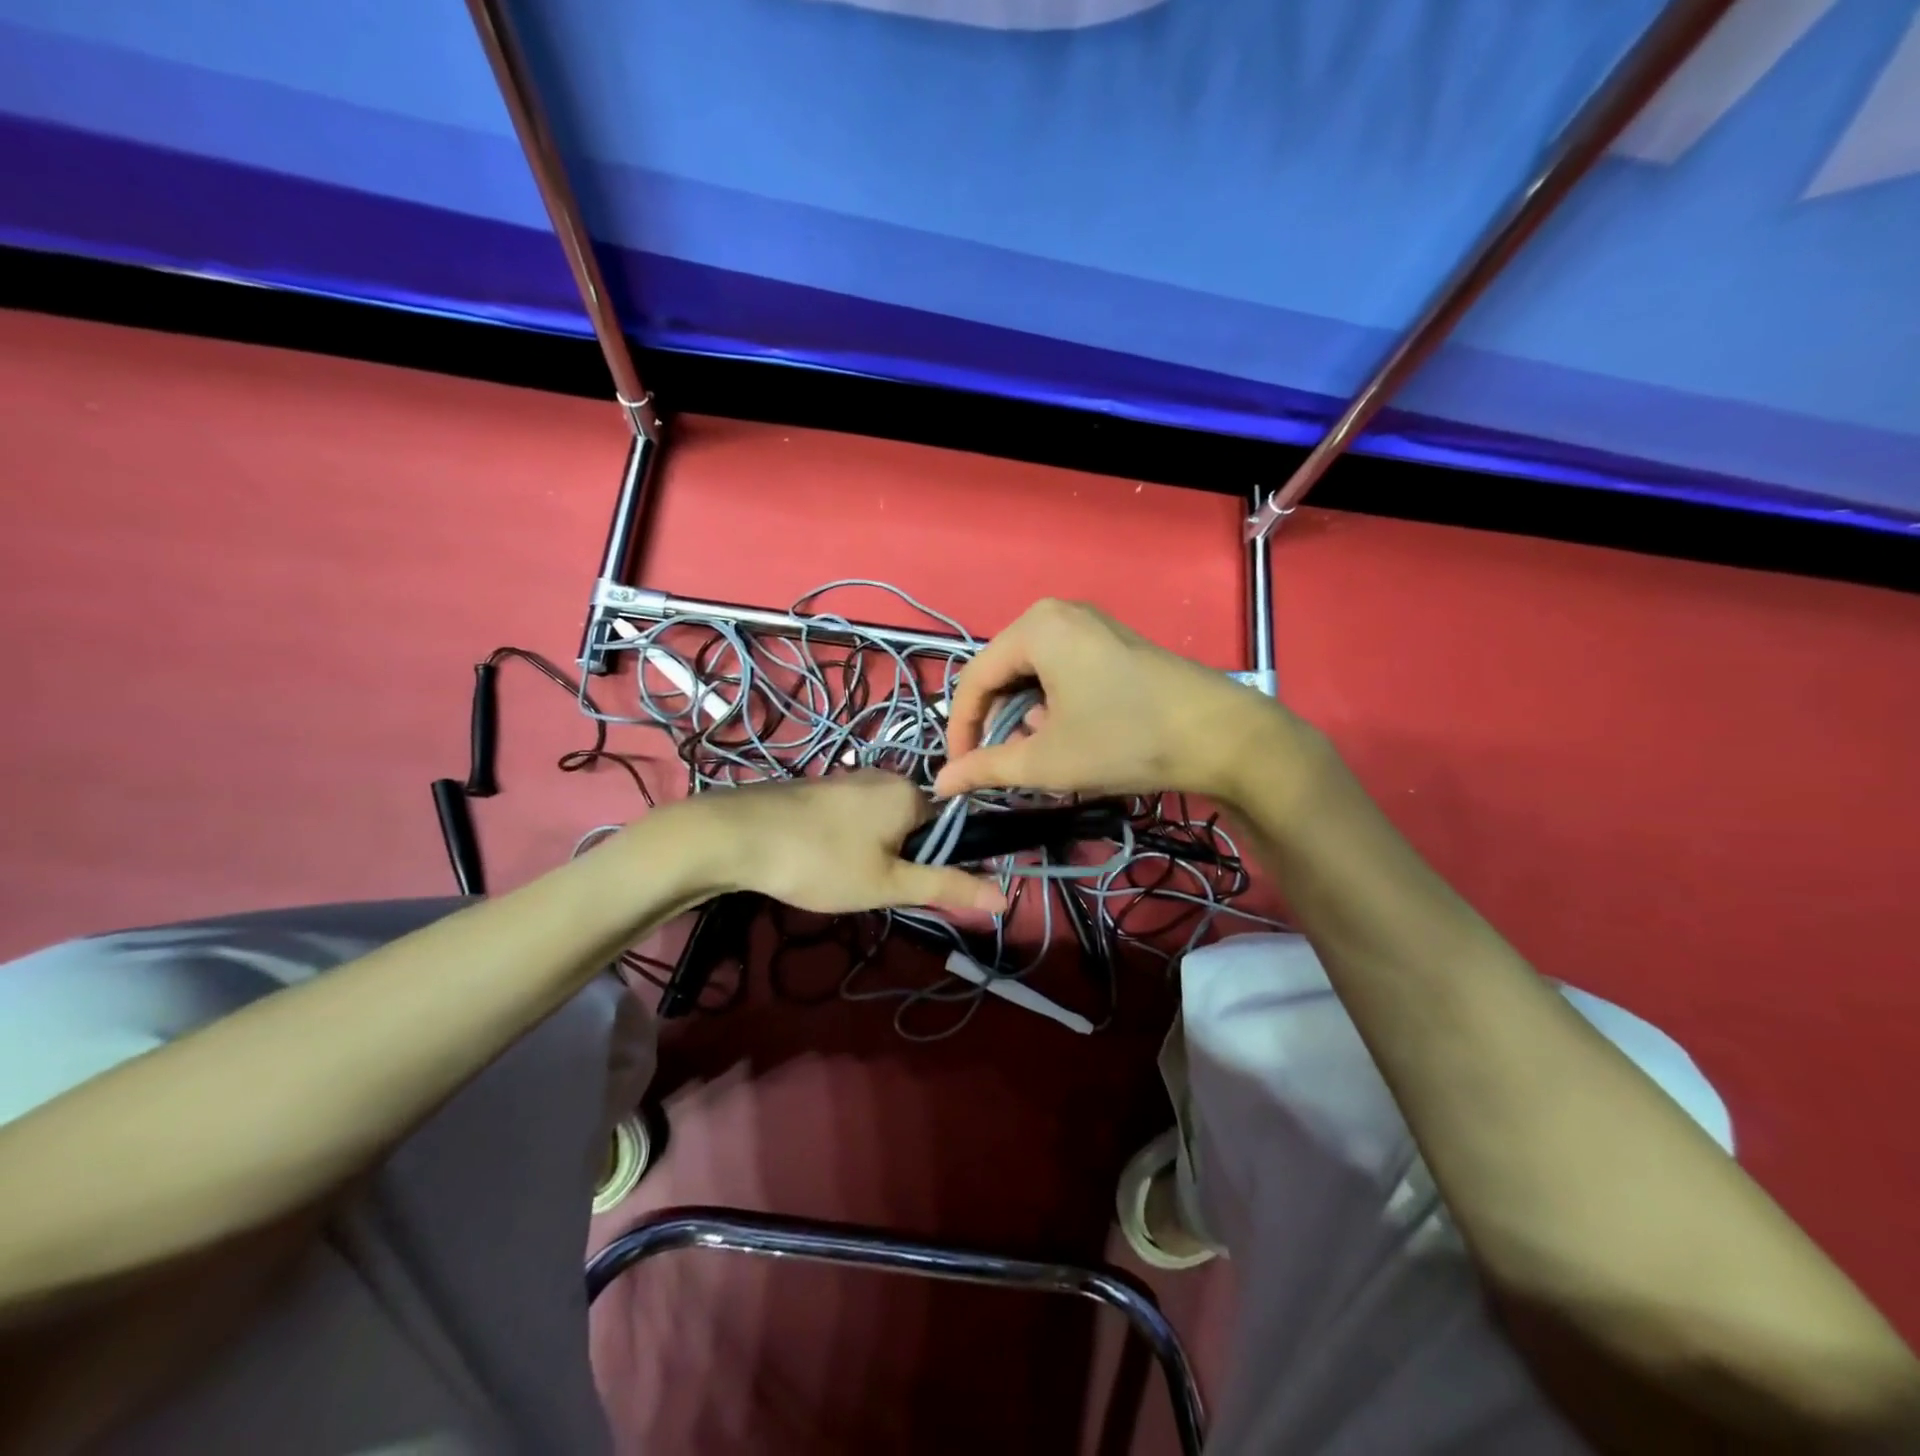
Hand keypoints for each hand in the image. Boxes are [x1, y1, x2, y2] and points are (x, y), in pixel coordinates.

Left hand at [672, 771, 1007, 914]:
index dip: (941, 862)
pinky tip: (823, 862)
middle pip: (918, 824)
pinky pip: (856, 817)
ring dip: (876, 853)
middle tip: (875, 889)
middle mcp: (886, 776)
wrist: (736, 836)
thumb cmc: (821, 861)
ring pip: (884, 822)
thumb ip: (946, 887)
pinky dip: (851, 841)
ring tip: (845, 879)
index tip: (915, 890)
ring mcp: (850, 778)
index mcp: (911, 792)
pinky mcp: (822, 788)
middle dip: (904, 859)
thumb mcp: (888, 884)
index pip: (952, 827)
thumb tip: (1004, 896)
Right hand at [933, 599, 1291, 802]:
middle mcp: (1058, 614)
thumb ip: (986, 768)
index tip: (960, 771)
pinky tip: (1068, 734)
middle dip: (995, 722)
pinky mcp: (1114, 643)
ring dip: (1024, 716)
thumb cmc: (1124, 740)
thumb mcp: (1047, 760)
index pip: (974, 679)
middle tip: (998, 764)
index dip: (961, 729)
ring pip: (1033, 674)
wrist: (1221, 735)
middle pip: (1003, 672)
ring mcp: (1091, 625)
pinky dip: (1053, 704)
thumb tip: (942, 783)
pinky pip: (1062, 670)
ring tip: (1037, 753)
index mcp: (1035, 628)